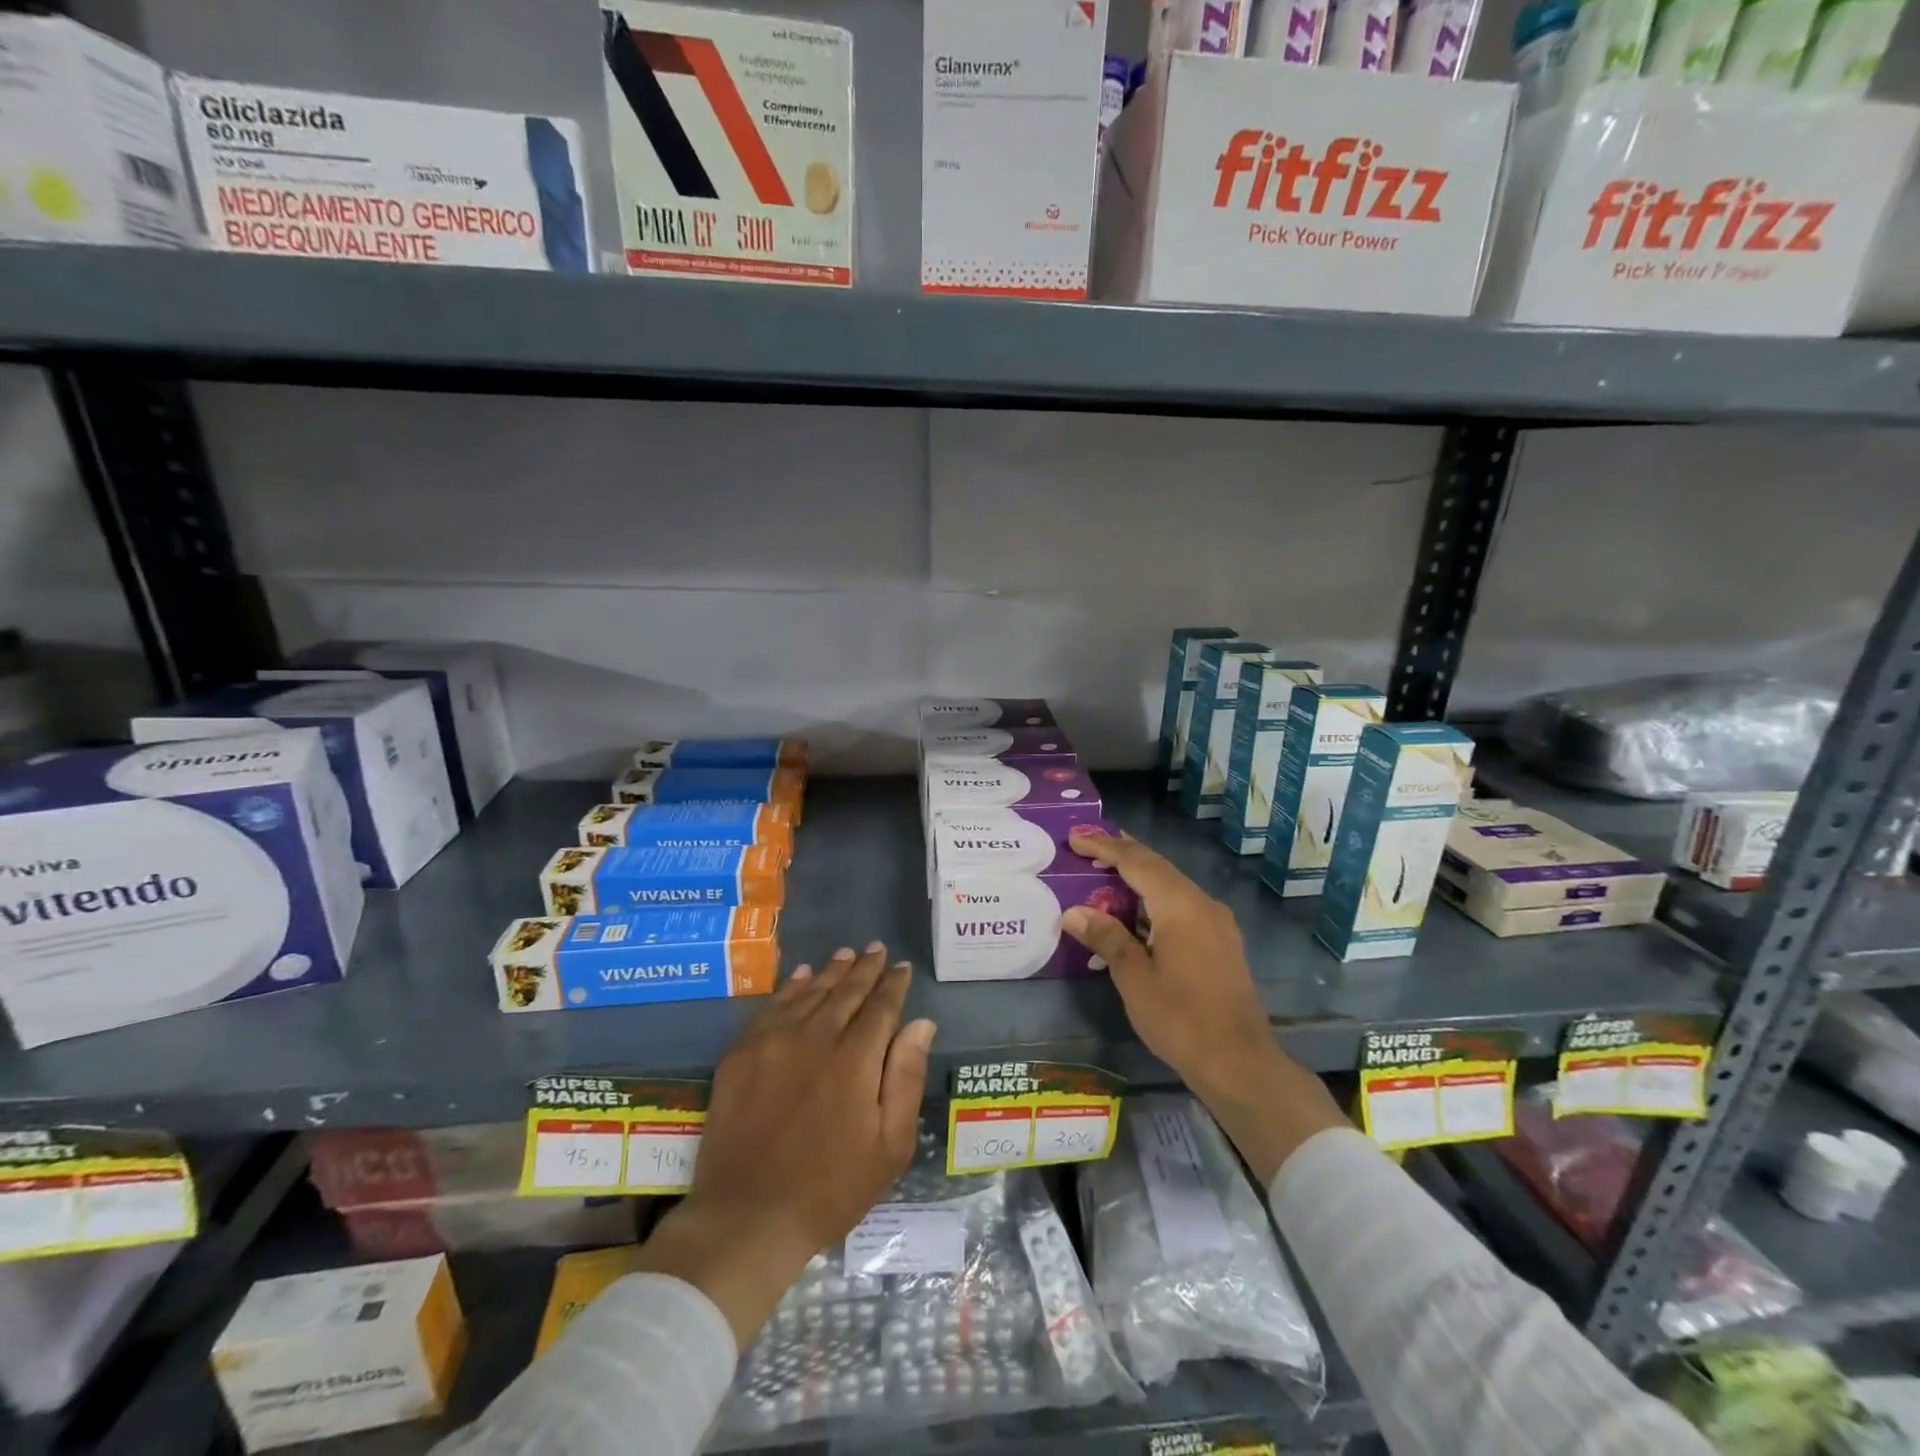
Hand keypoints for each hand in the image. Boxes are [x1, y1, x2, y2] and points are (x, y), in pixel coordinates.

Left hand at [636, 944, 935, 1345]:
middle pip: (845, 992)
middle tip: (876, 949)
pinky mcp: (741, 1054)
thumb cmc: (831, 1188)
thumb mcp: (889, 1145)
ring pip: (809, 993)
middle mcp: (816, 1037)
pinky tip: (801, 977)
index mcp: (856, 1060)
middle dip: (865, 968)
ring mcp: (774, 1042)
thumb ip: (906, 1077)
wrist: (748, 1217)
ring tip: (845, 954)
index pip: (881, 1007)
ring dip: (830, 971)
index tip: (902, 967)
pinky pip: (771, 1008)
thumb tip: (920, 1023)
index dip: (894, 984)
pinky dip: (790, 988)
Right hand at [1061, 826, 1347, 1184]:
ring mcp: (1216, 922)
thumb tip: (1074, 912)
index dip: (1104, 847)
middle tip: (1087, 842)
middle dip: (1122, 853)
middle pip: (1157, 867)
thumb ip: (1106, 938)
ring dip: (1138, 876)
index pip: (1136, 862)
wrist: (1239, 1062)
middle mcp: (1202, 904)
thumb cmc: (1181, 1019)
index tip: (1075, 836)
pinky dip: (1153, 899)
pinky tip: (1135, 912)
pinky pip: (1181, 905)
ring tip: (1105, 871)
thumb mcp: (1134, 979)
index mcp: (1180, 906)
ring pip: (1171, 885)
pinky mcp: (1220, 941)